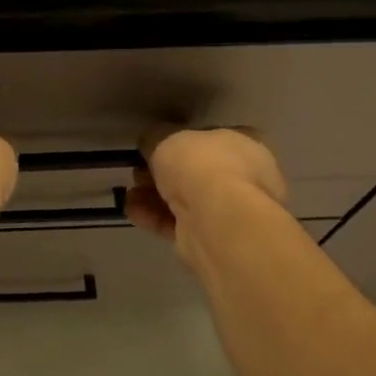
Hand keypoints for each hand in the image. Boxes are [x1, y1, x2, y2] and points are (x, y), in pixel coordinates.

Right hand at [125, 126, 287, 255]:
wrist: (218, 219)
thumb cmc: (201, 164)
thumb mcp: (166, 137)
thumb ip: (155, 138)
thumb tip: (150, 142)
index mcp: (245, 144)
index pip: (211, 138)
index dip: (181, 141)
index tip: (154, 146)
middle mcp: (244, 176)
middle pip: (195, 171)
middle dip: (163, 172)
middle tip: (138, 172)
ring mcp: (230, 210)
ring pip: (185, 199)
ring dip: (154, 196)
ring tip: (130, 193)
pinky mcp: (212, 238)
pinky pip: (179, 222)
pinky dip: (155, 216)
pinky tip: (134, 211)